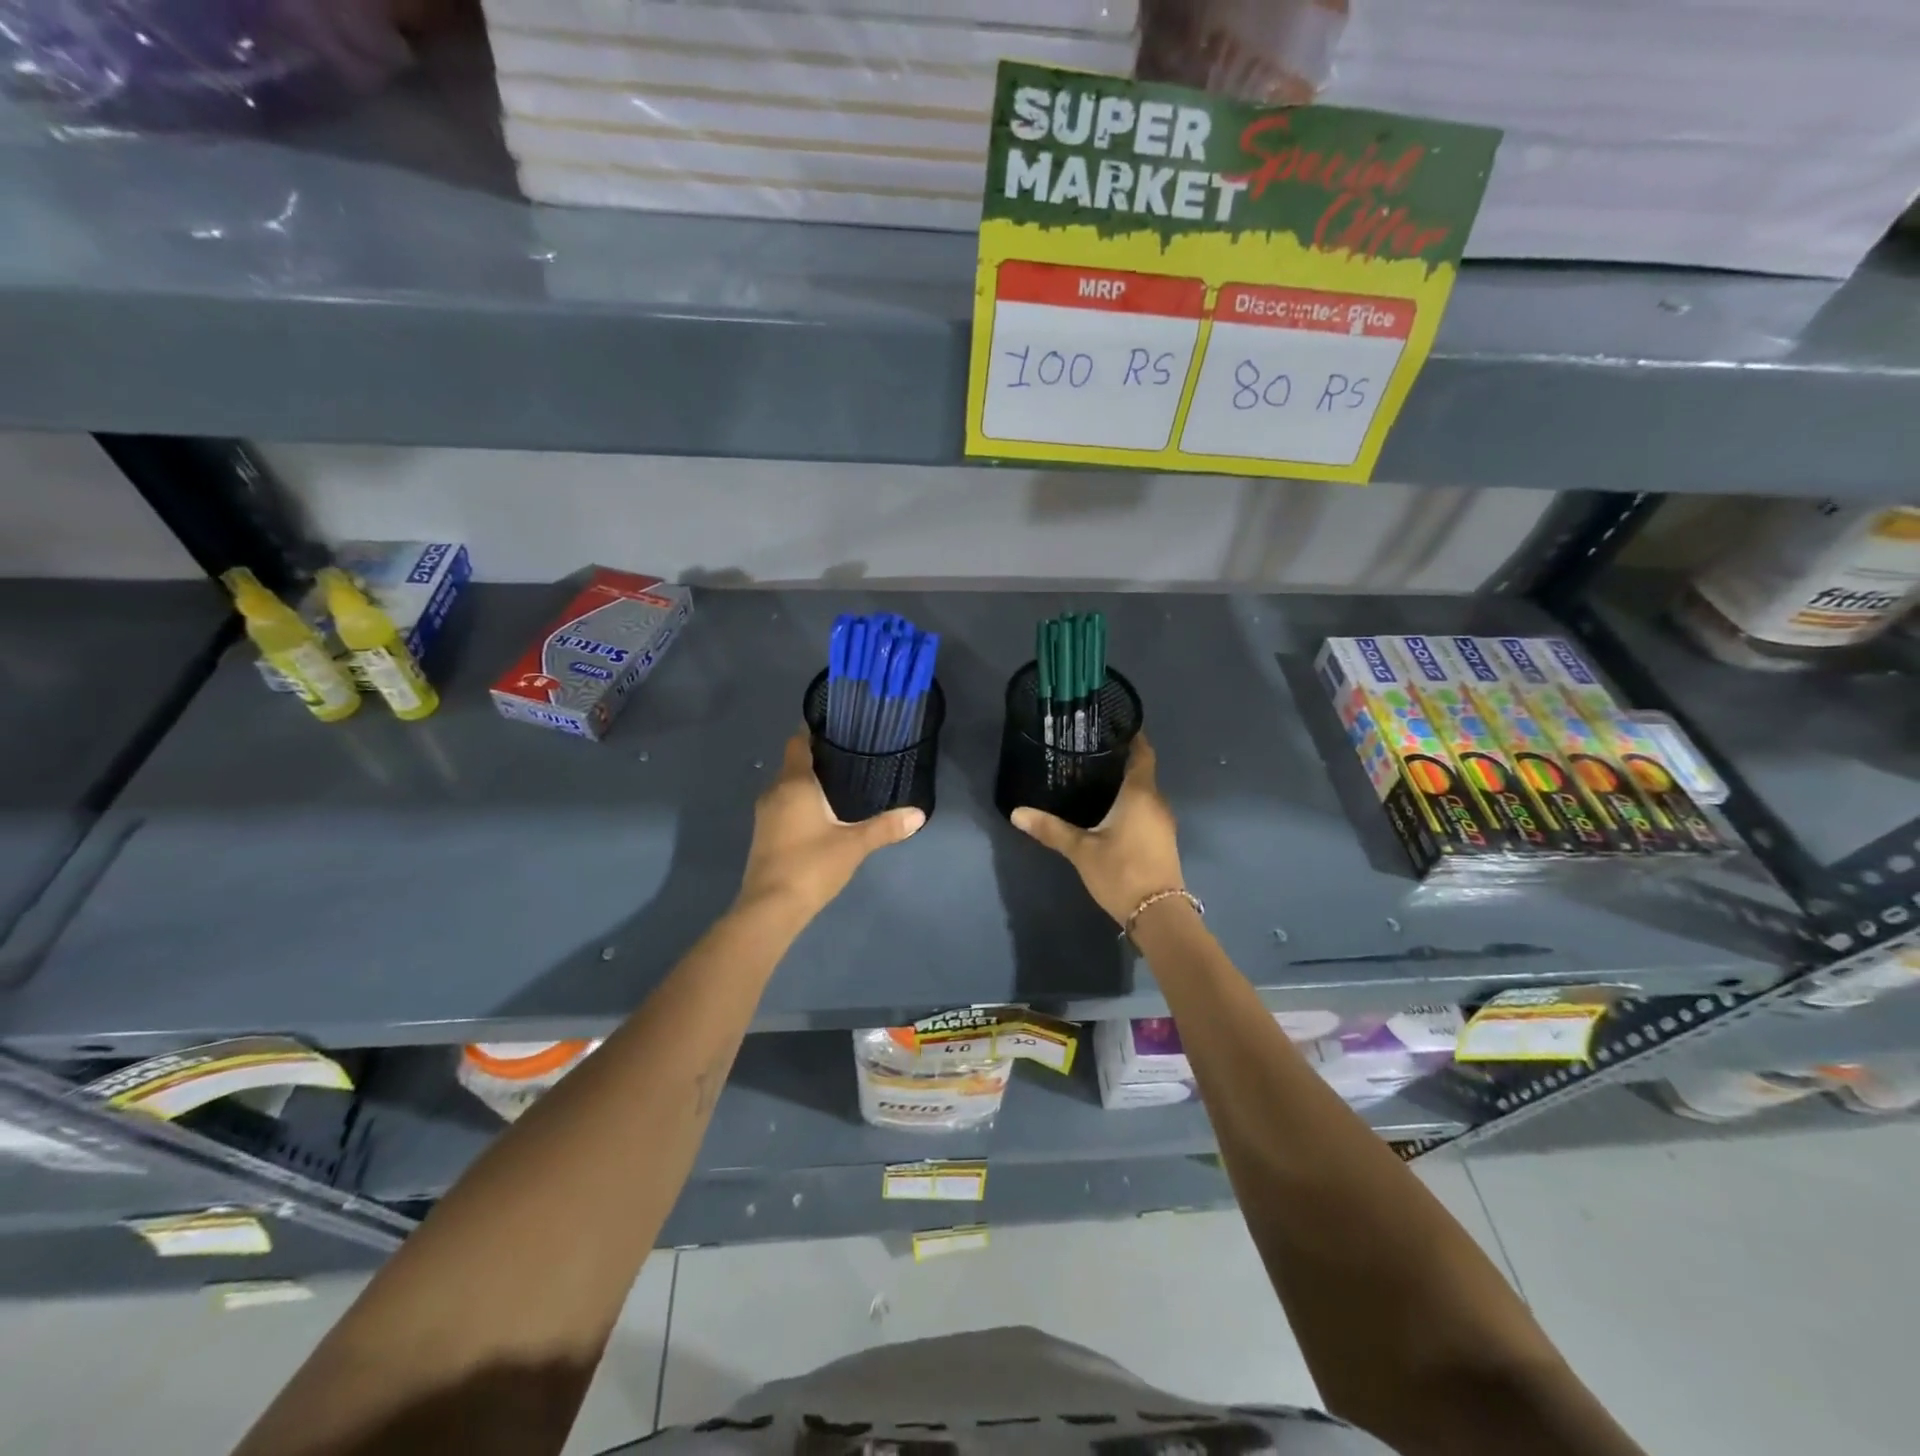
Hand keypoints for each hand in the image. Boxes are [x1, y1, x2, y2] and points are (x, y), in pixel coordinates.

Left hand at [737, 729, 924, 919]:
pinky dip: (800, 804)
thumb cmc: (811, 865)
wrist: (770, 908)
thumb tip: (919, 814)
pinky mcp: (764, 835)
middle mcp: (774, 792)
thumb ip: (885, 827)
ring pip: (787, 787)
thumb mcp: (854, 844)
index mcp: (794, 783)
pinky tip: (823, 816)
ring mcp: (765, 815)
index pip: (798, 742)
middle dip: (818, 759)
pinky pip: (783, 806)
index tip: (839, 730)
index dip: (814, 732)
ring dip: (809, 784)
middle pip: (794, 764)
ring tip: (842, 786)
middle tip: (851, 759)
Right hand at [1011, 732, 1184, 926]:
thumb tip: (1017, 813)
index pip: (1142, 753)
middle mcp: (1156, 802)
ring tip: (1093, 778)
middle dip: (1119, 760)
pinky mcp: (1162, 840)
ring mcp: (1162, 822)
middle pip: (1141, 772)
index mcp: (1139, 793)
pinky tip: (1108, 810)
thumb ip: (1050, 829)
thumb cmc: (1121, 872)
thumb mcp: (1081, 850)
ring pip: (1143, 792)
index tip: (1113, 724)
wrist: (1158, 914)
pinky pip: (1145, 810)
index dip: (1132, 736)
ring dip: (1124, 784)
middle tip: (1088, 752)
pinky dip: (1129, 803)